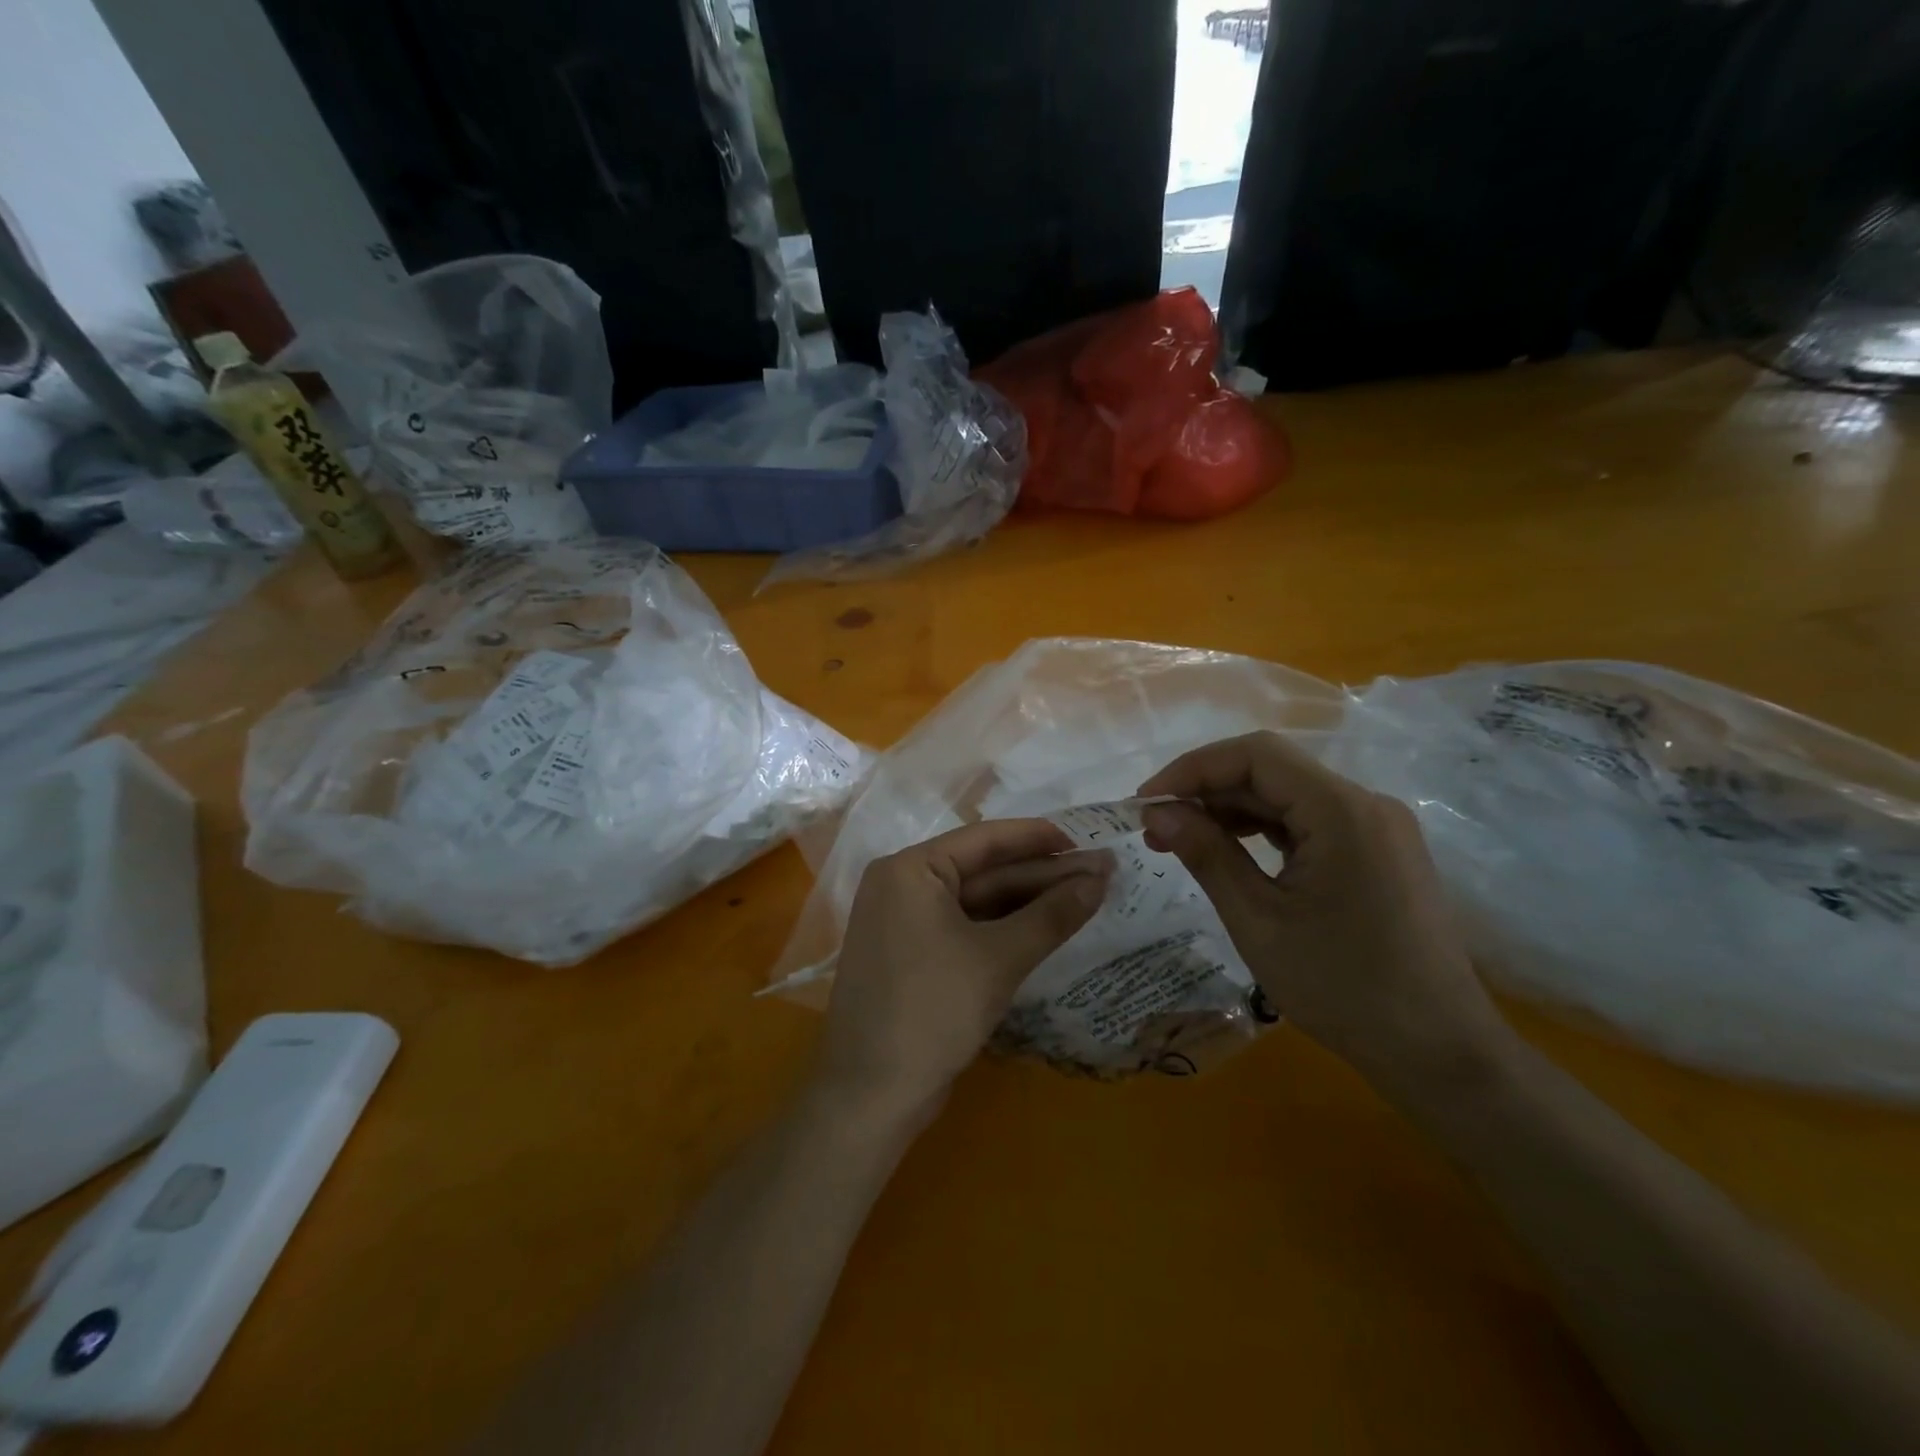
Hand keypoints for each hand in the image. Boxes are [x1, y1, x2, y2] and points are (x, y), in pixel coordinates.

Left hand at [817, 819, 1110, 1122]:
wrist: (871, 1095)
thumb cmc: (932, 1011)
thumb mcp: (999, 958)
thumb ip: (1052, 915)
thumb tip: (1101, 879)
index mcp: (910, 869)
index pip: (985, 839)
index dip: (1039, 838)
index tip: (1087, 841)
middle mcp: (903, 885)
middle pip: (984, 870)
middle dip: (1043, 875)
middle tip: (1102, 873)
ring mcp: (906, 922)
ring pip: (978, 901)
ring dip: (1029, 902)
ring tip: (1088, 897)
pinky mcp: (915, 955)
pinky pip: (966, 927)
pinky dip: (1006, 928)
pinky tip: (1048, 927)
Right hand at [1138, 732, 1515, 1093]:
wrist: (1439, 1052)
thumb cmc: (1342, 988)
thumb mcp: (1258, 921)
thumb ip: (1206, 854)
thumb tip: (1156, 812)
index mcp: (1342, 811)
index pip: (1255, 755)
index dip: (1192, 768)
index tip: (1146, 802)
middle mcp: (1365, 804)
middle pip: (1272, 772)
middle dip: (1206, 792)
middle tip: (1154, 830)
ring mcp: (1376, 828)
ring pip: (1288, 796)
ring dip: (1231, 811)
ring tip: (1181, 844)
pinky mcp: (1377, 852)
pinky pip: (1309, 823)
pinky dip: (1262, 831)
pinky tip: (1229, 854)